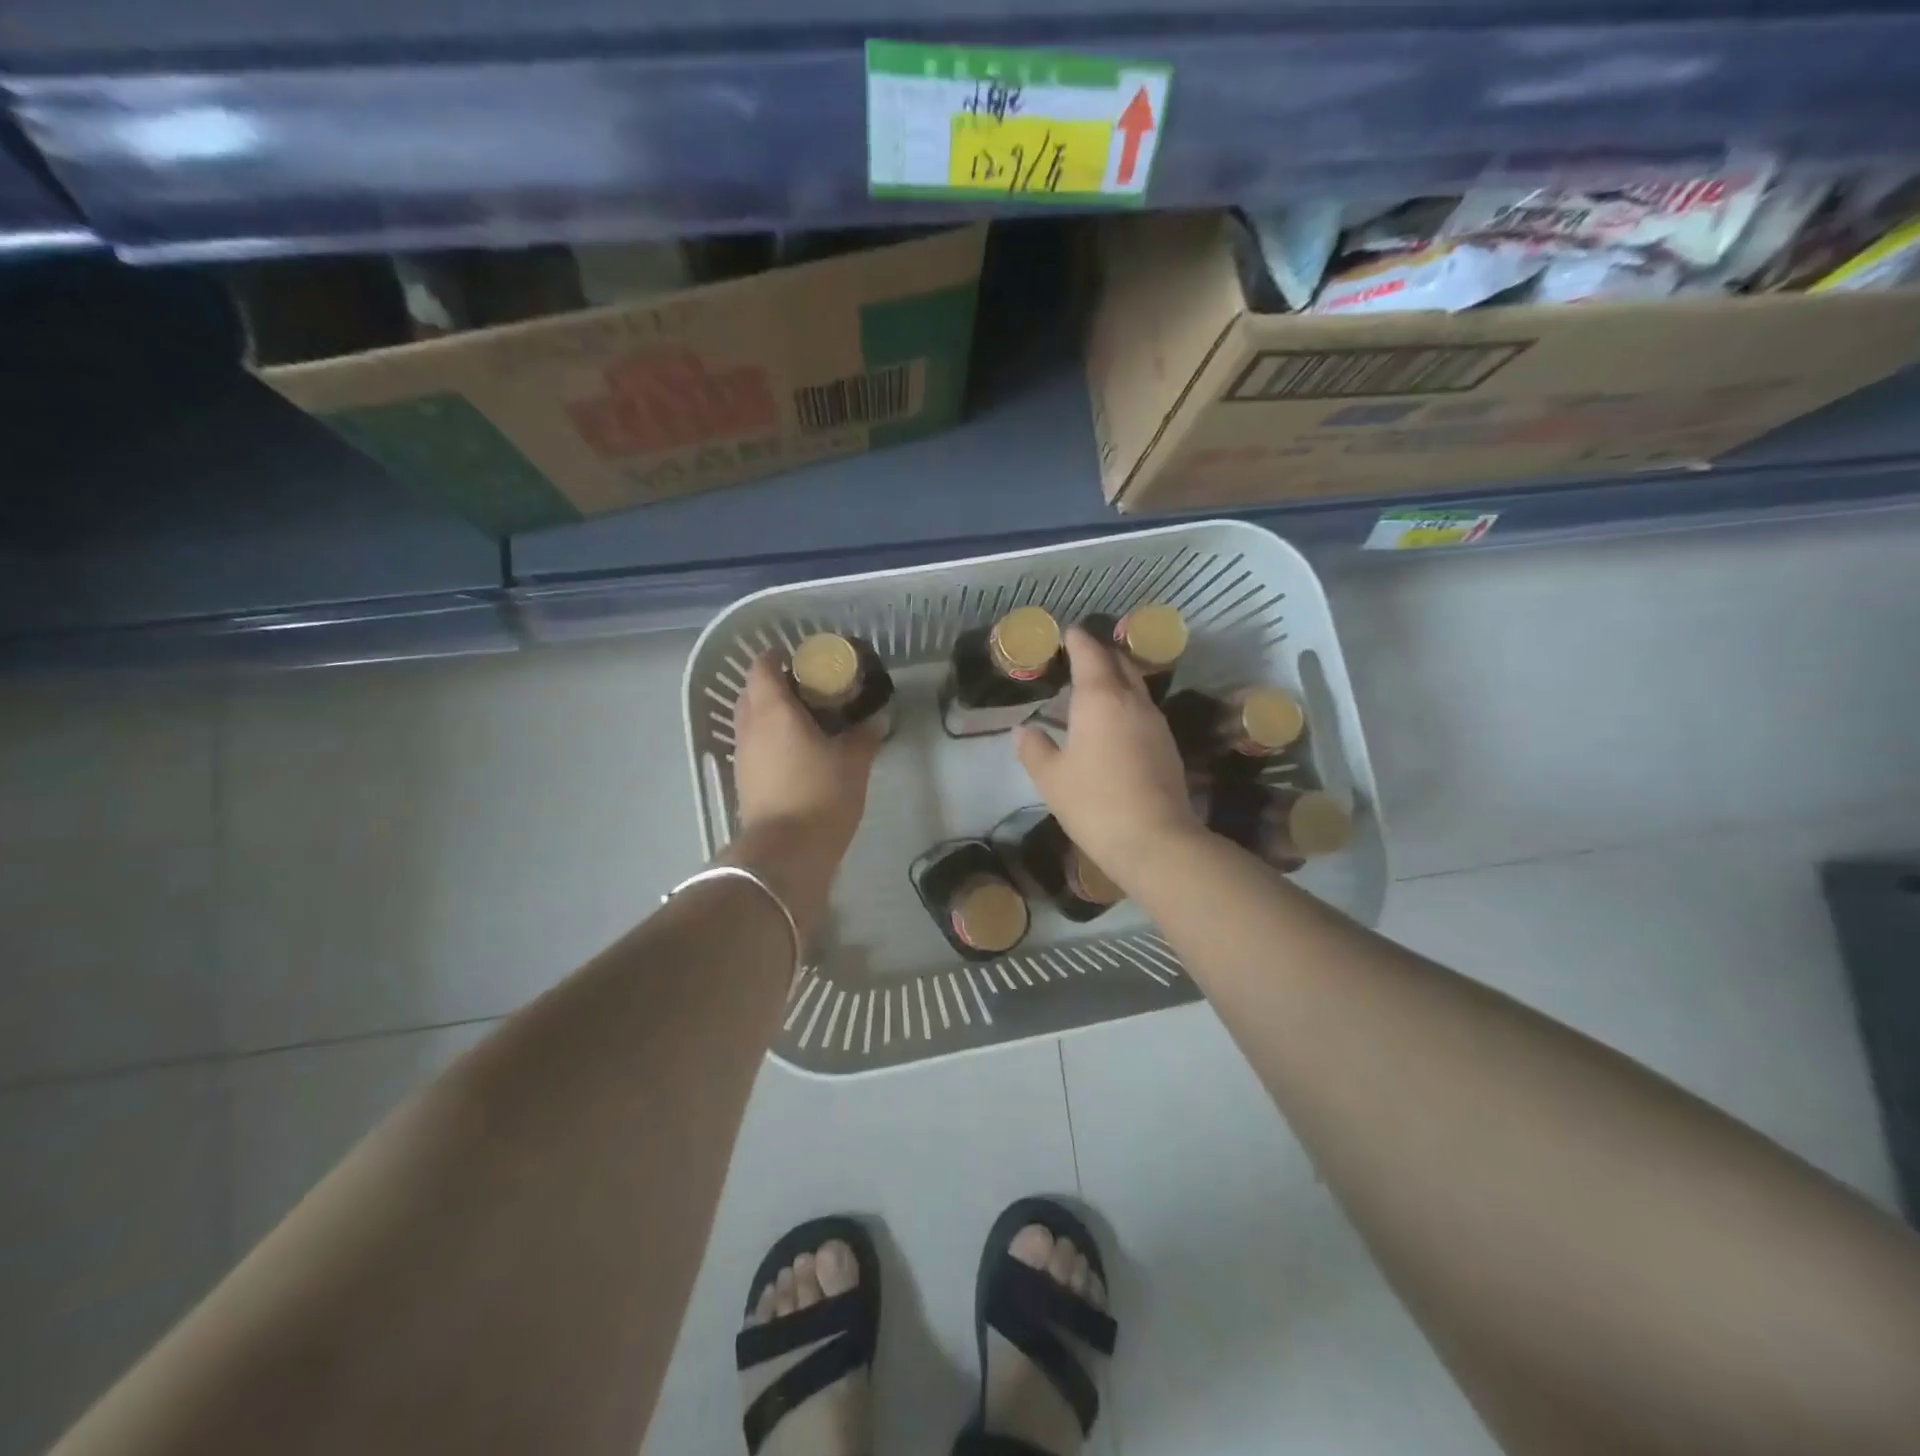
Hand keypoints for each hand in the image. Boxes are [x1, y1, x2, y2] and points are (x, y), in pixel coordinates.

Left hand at [731, 652, 881, 865]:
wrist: (787, 851)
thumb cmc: (821, 794)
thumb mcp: (854, 762)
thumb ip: (865, 736)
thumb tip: (876, 720)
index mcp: (773, 710)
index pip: (762, 666)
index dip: (779, 657)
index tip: (803, 660)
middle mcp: (750, 726)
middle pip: (753, 691)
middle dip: (776, 684)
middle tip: (810, 690)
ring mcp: (742, 755)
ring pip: (751, 720)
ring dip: (772, 714)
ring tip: (807, 721)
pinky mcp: (744, 780)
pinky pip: (754, 745)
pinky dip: (771, 739)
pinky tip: (798, 752)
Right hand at [1015, 627, 1205, 892]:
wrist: (1154, 840)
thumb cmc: (1093, 803)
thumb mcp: (1051, 778)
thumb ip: (1034, 749)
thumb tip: (1025, 730)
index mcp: (1100, 698)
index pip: (1090, 654)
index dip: (1078, 640)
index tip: (1067, 632)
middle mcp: (1132, 701)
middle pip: (1119, 663)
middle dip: (1100, 654)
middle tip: (1079, 655)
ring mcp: (1155, 722)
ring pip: (1135, 686)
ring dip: (1116, 679)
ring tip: (1094, 687)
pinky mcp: (1168, 745)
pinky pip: (1143, 710)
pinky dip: (1126, 704)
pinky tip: (1114, 723)